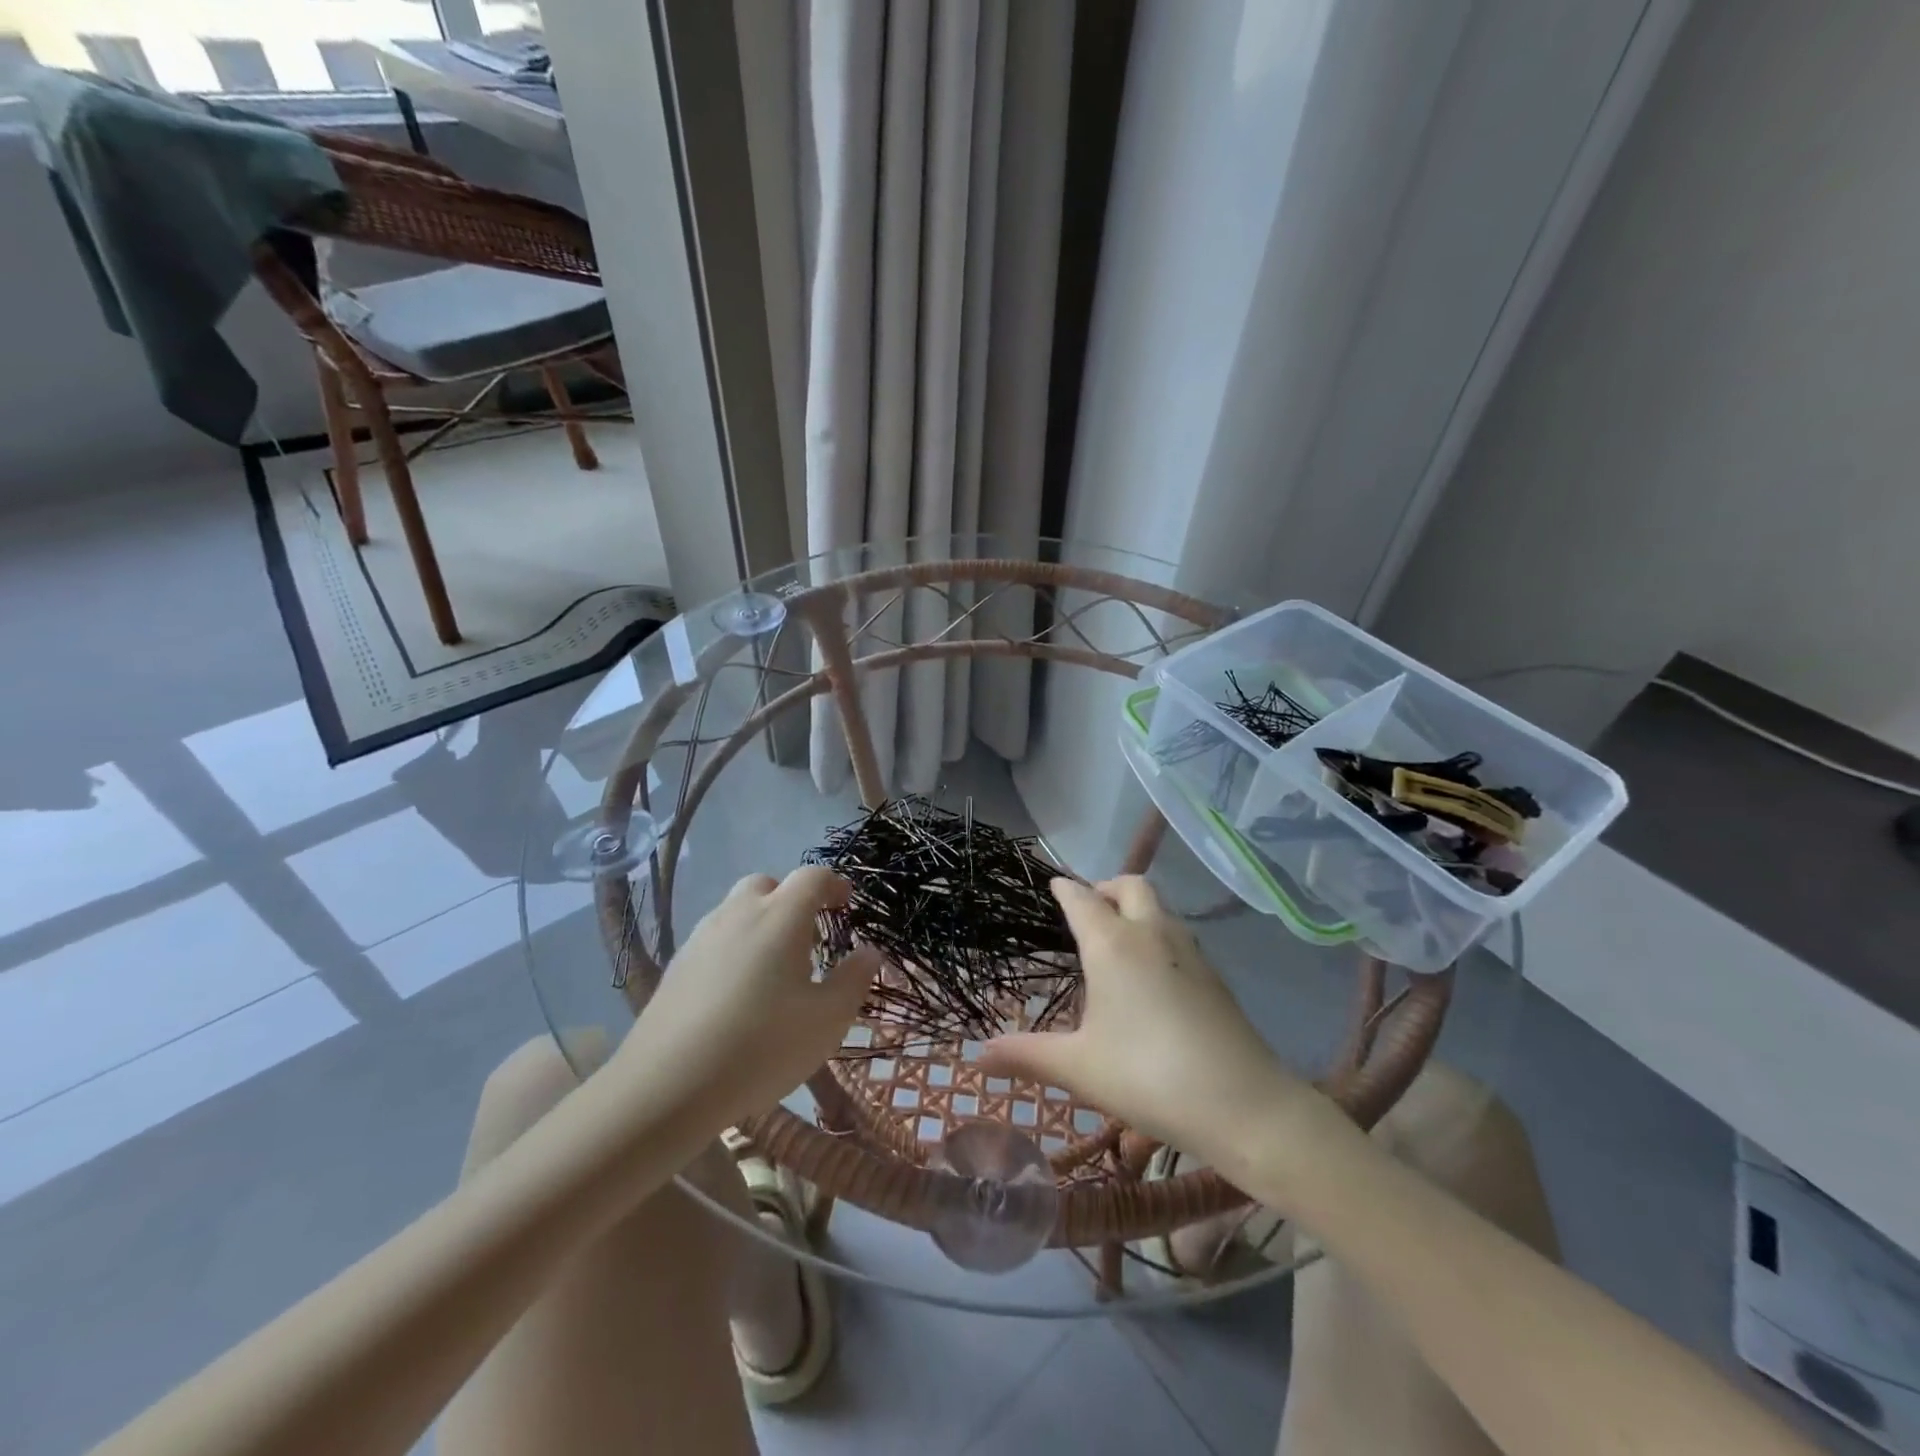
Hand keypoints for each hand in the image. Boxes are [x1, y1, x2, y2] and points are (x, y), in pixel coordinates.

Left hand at [613, 867, 880, 1130]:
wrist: (666, 1086)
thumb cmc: (762, 1046)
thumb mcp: (827, 1020)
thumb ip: (854, 980)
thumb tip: (868, 952)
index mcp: (780, 916)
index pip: (812, 877)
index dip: (834, 884)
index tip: (846, 904)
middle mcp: (739, 913)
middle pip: (768, 885)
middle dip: (792, 901)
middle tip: (808, 939)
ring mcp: (702, 936)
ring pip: (737, 911)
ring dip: (761, 924)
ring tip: (774, 970)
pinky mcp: (677, 965)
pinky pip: (715, 940)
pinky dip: (734, 949)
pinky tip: (738, 994)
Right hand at [981, 876, 1316, 1171]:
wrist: (1242, 1104)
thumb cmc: (1147, 1076)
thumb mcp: (1078, 1068)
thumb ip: (1026, 1056)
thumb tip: (976, 1056)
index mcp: (1112, 945)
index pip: (1082, 899)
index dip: (1065, 889)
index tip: (1054, 884)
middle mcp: (1151, 934)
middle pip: (1130, 886)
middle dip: (1106, 887)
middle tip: (1089, 909)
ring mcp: (1189, 952)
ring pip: (1161, 907)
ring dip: (1137, 908)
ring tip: (1119, 937)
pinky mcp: (1215, 975)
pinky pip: (1180, 934)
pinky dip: (1159, 934)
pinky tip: (1154, 973)